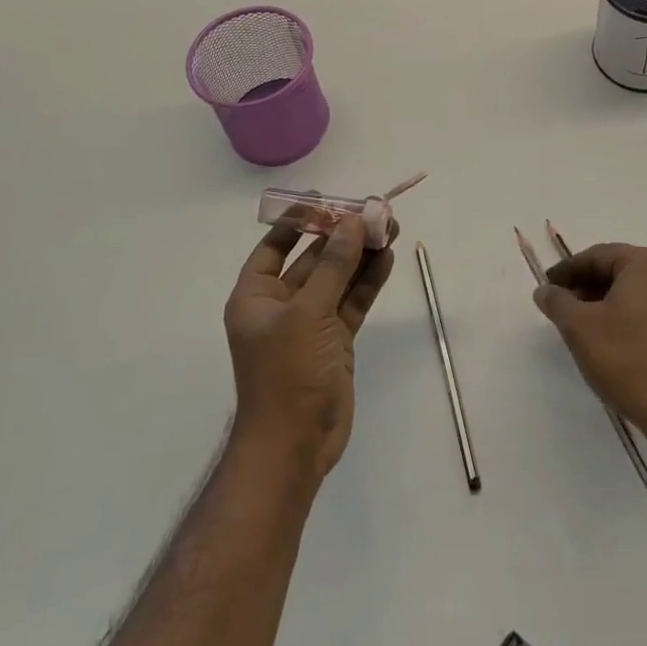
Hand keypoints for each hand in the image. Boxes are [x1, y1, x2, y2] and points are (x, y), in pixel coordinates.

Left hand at [224, 213, 397, 476]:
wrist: (296, 447)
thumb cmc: (287, 373)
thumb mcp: (308, 313)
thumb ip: (333, 266)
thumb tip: (351, 222)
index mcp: (256, 296)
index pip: (274, 247)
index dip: (298, 221)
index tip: (325, 199)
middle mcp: (281, 305)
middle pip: (314, 259)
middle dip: (342, 235)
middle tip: (374, 211)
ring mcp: (311, 324)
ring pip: (338, 278)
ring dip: (361, 254)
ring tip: (390, 226)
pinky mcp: (336, 341)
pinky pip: (353, 301)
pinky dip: (368, 280)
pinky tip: (387, 257)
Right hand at [534, 242, 646, 440]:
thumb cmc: (625, 358)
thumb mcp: (579, 326)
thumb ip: (557, 301)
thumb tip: (545, 290)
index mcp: (646, 263)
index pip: (597, 256)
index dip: (567, 271)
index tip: (546, 287)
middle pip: (616, 270)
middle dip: (584, 285)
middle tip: (559, 305)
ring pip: (631, 291)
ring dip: (602, 301)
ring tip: (577, 324)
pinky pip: (646, 309)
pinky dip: (622, 315)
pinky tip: (605, 338)